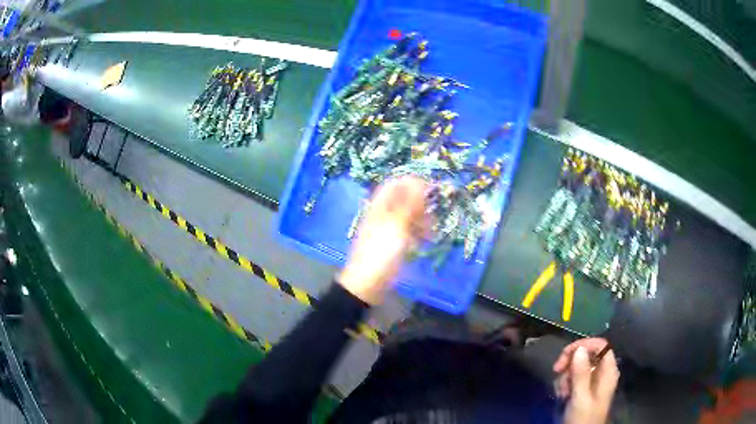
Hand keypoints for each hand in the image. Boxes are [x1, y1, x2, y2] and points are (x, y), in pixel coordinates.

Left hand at [337, 177, 428, 304]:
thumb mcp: (396, 226)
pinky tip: (424, 241)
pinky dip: (417, 233)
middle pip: (404, 200)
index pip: (396, 184)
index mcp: (380, 207)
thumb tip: (420, 181)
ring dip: (421, 220)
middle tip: (431, 216)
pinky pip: (407, 231)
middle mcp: (383, 214)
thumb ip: (409, 204)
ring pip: (408, 216)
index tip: (431, 191)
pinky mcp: (392, 243)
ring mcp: (387, 229)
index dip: (413, 184)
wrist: (367, 284)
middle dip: (420, 205)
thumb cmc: (381, 253)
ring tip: (430, 232)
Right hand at [553, 338, 619, 423]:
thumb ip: (581, 374)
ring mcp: (592, 380)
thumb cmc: (583, 418)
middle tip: (556, 369)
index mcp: (608, 371)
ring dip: (565, 376)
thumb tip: (579, 348)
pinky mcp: (582, 388)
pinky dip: (564, 383)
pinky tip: (561, 394)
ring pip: (577, 366)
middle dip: (570, 361)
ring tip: (561, 391)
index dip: (584, 345)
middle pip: (587, 354)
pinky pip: (572, 377)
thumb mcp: (581, 398)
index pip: (600, 345)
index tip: (566, 354)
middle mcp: (601, 372)